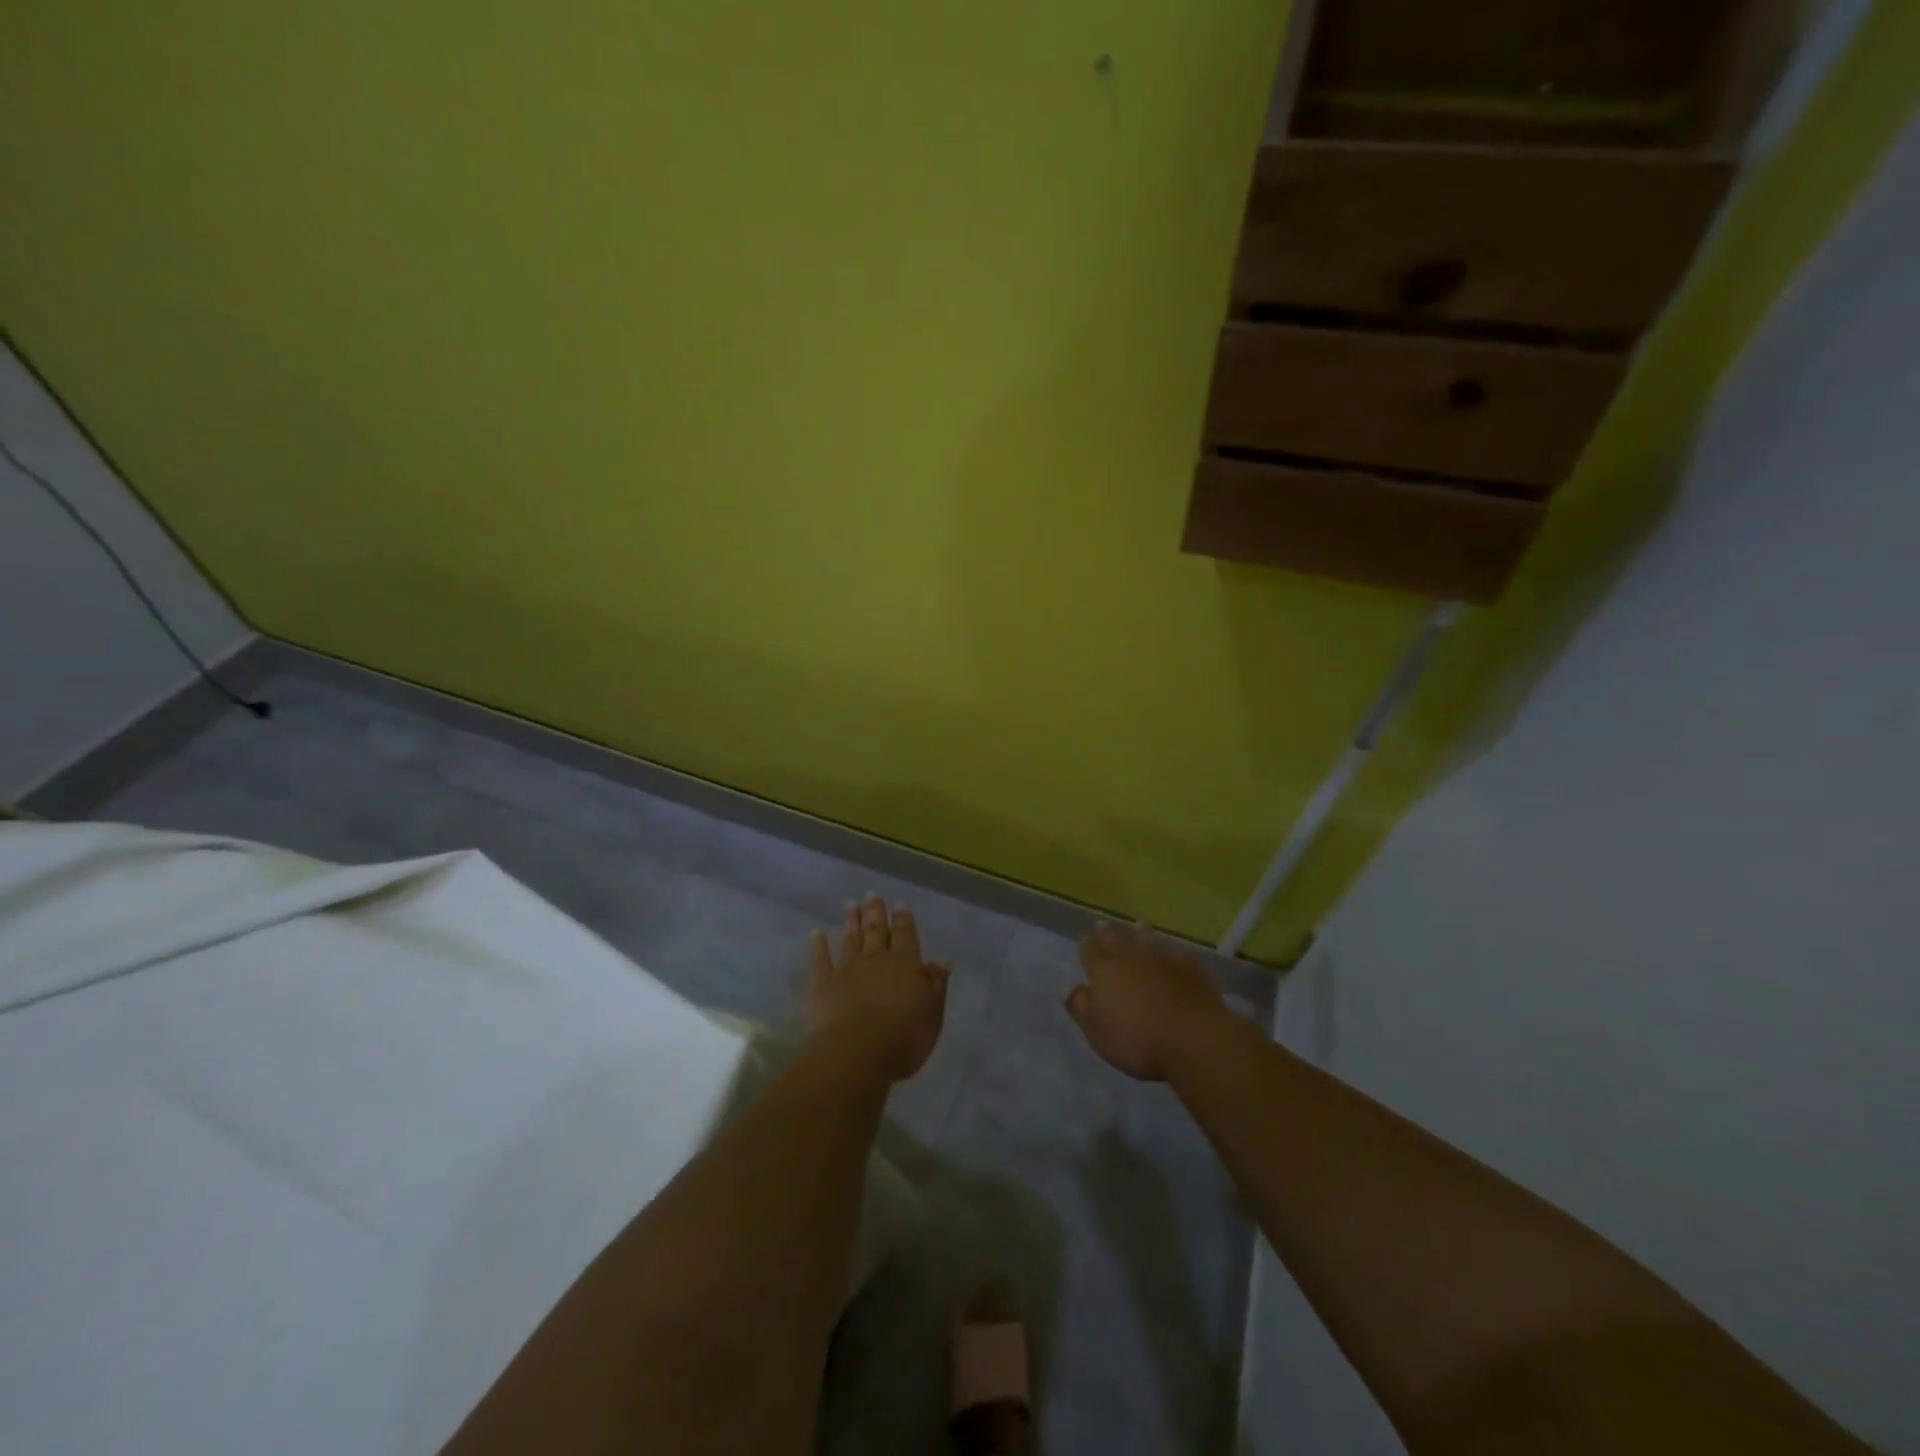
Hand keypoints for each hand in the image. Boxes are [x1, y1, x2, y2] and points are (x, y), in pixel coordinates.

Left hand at [806, 894, 950, 1080]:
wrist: (856, 1052)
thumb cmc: (903, 1037)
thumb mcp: (931, 1013)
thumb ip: (935, 985)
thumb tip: (941, 961)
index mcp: (905, 964)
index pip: (905, 935)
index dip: (903, 920)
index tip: (900, 904)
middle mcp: (876, 960)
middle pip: (876, 931)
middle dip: (875, 912)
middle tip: (872, 894)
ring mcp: (847, 970)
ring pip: (850, 939)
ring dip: (851, 922)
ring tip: (851, 905)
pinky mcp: (822, 985)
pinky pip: (820, 960)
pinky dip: (818, 946)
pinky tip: (816, 934)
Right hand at [1065, 921, 1230, 1080]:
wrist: (1194, 1038)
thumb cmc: (1137, 1040)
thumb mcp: (1097, 1032)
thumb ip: (1081, 1007)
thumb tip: (1071, 988)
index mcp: (1105, 971)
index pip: (1091, 951)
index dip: (1087, 945)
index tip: (1084, 937)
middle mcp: (1131, 958)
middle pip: (1117, 940)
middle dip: (1108, 933)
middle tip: (1103, 924)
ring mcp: (1163, 960)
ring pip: (1147, 941)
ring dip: (1140, 934)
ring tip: (1136, 926)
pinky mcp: (1191, 969)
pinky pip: (1178, 954)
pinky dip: (1172, 953)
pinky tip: (1175, 954)